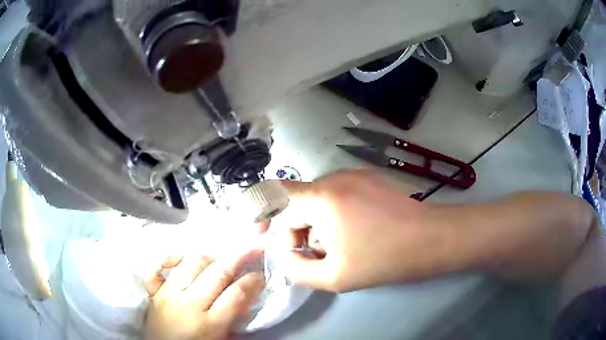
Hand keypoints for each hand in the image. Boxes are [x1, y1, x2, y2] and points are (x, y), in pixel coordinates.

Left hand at [143, 250, 264, 339]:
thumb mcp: (222, 339)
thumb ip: (234, 318)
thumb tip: (248, 295)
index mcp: (210, 324)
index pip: (236, 295)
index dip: (253, 281)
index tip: (261, 273)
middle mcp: (189, 304)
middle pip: (218, 273)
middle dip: (239, 257)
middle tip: (252, 247)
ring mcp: (168, 294)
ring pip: (192, 263)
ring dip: (211, 257)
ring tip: (221, 258)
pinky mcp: (154, 290)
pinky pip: (158, 266)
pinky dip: (170, 257)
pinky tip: (182, 258)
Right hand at [272, 170, 444, 291]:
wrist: (430, 239)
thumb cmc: (383, 259)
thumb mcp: (333, 276)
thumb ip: (297, 270)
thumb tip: (284, 256)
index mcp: (323, 197)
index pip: (277, 196)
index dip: (265, 215)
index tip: (273, 239)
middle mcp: (336, 177)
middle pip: (299, 202)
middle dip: (301, 231)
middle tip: (321, 255)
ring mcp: (355, 174)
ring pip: (319, 199)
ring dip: (319, 224)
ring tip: (342, 246)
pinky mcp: (369, 178)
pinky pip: (338, 194)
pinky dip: (336, 214)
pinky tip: (357, 231)